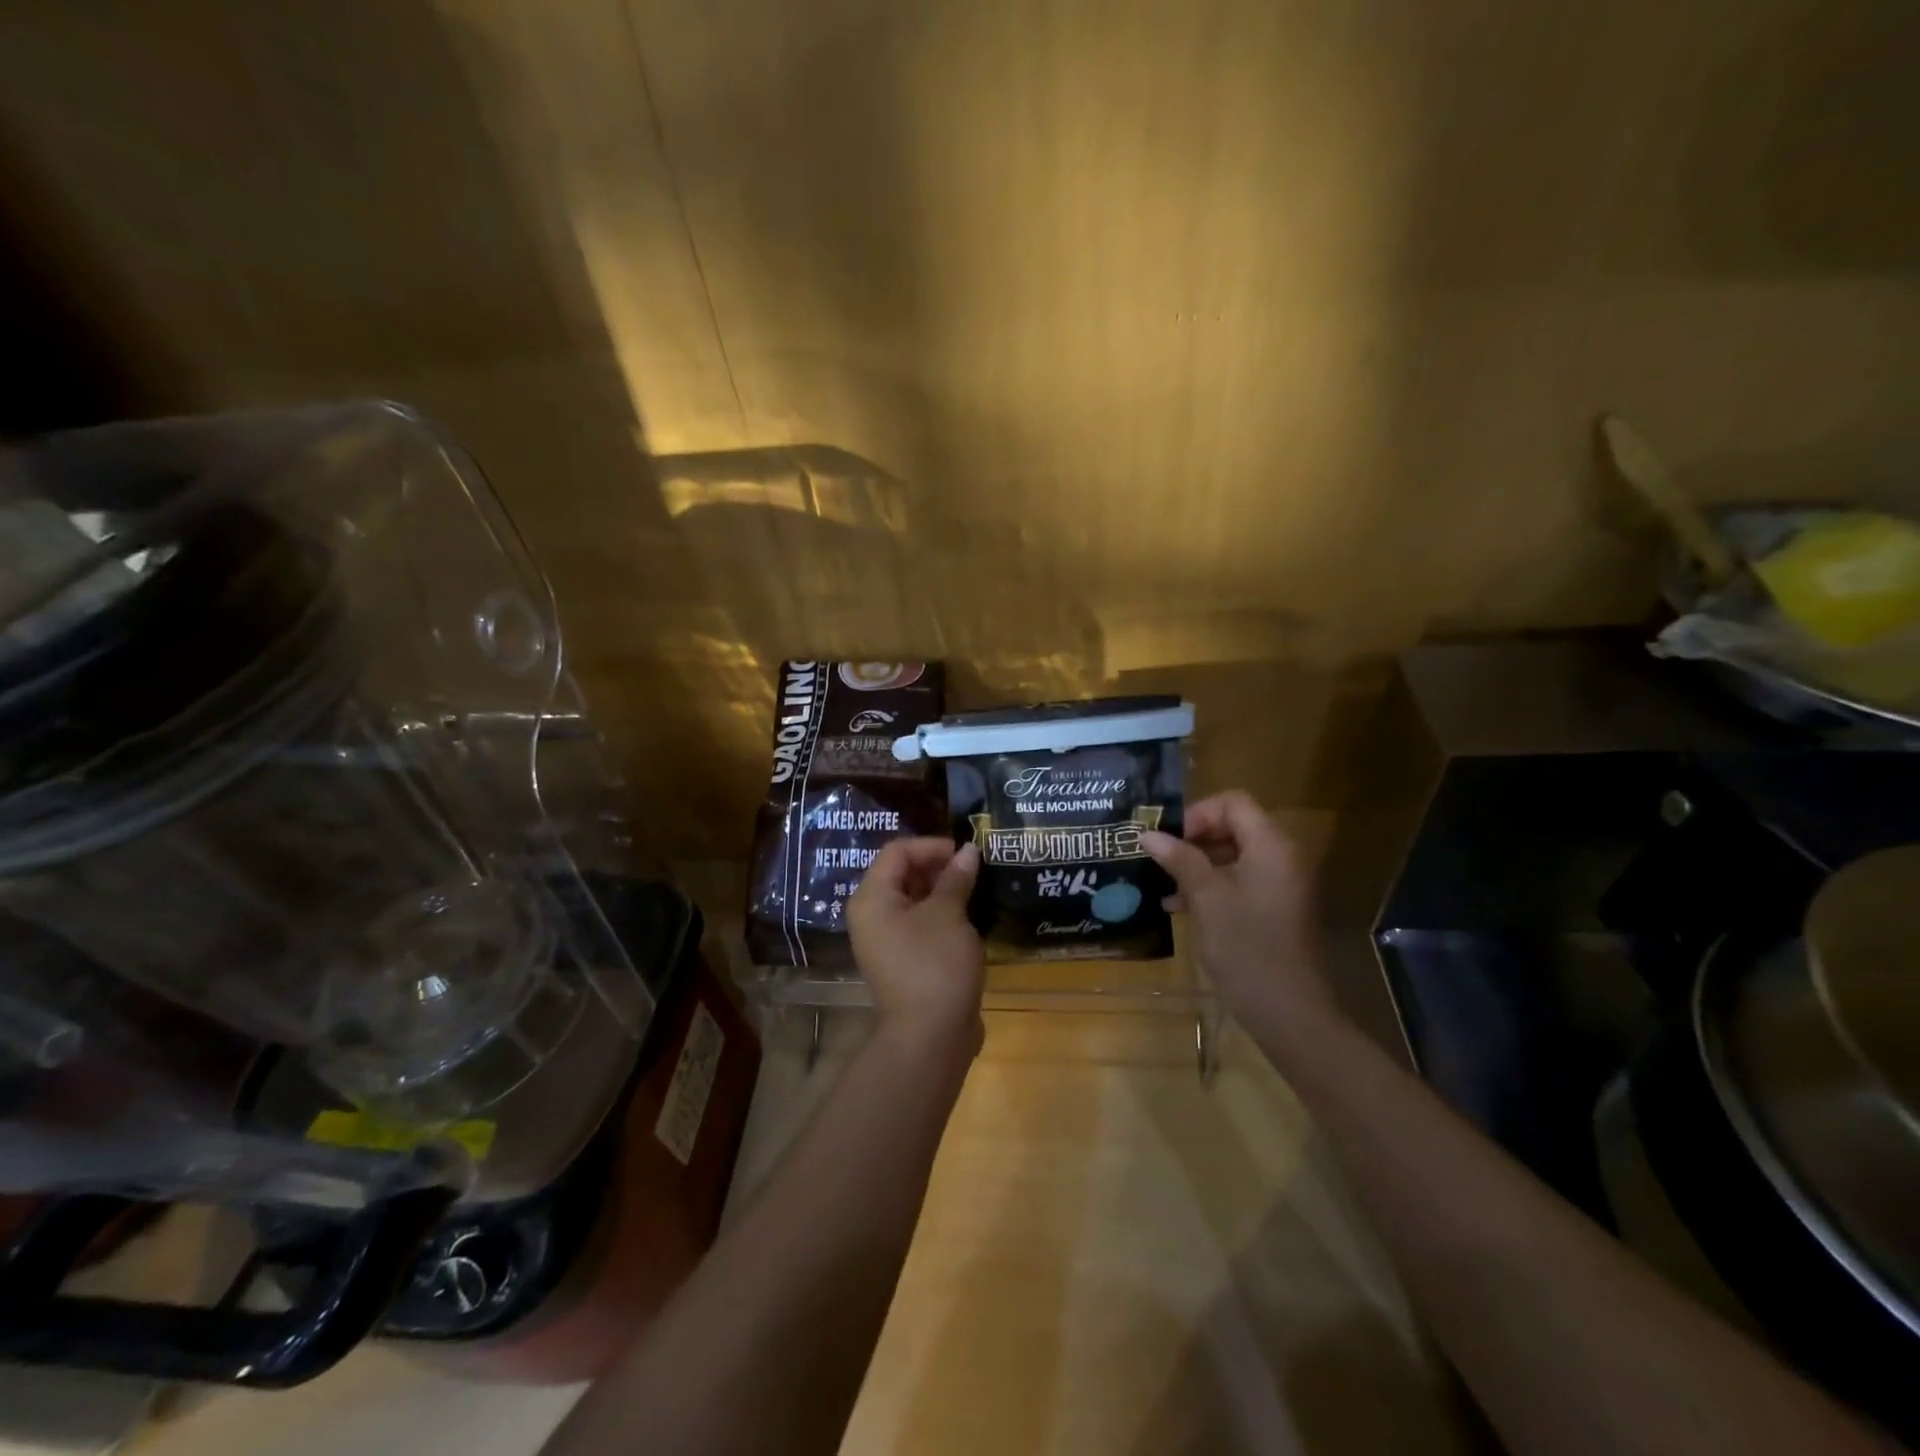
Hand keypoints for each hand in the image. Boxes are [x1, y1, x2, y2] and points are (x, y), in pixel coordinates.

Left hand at [848, 838, 985, 1052]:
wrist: (930, 1037)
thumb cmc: (934, 964)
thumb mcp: (949, 914)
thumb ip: (956, 878)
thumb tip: (968, 850)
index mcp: (872, 898)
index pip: (897, 851)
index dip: (931, 846)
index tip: (965, 853)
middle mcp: (872, 916)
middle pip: (902, 874)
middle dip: (939, 867)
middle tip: (974, 869)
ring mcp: (886, 941)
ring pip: (913, 900)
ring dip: (943, 891)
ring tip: (976, 889)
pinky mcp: (904, 961)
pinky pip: (920, 925)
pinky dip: (942, 915)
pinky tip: (970, 917)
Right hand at [1142, 791, 1333, 1024]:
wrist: (1289, 1011)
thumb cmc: (1247, 947)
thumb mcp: (1207, 899)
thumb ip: (1180, 860)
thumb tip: (1148, 834)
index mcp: (1271, 846)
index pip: (1233, 803)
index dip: (1197, 813)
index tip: (1168, 839)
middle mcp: (1281, 857)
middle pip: (1234, 826)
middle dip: (1193, 838)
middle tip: (1159, 857)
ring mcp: (1280, 884)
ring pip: (1234, 855)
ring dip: (1198, 864)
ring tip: (1162, 882)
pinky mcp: (1274, 908)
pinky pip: (1240, 881)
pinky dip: (1211, 885)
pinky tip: (1178, 906)